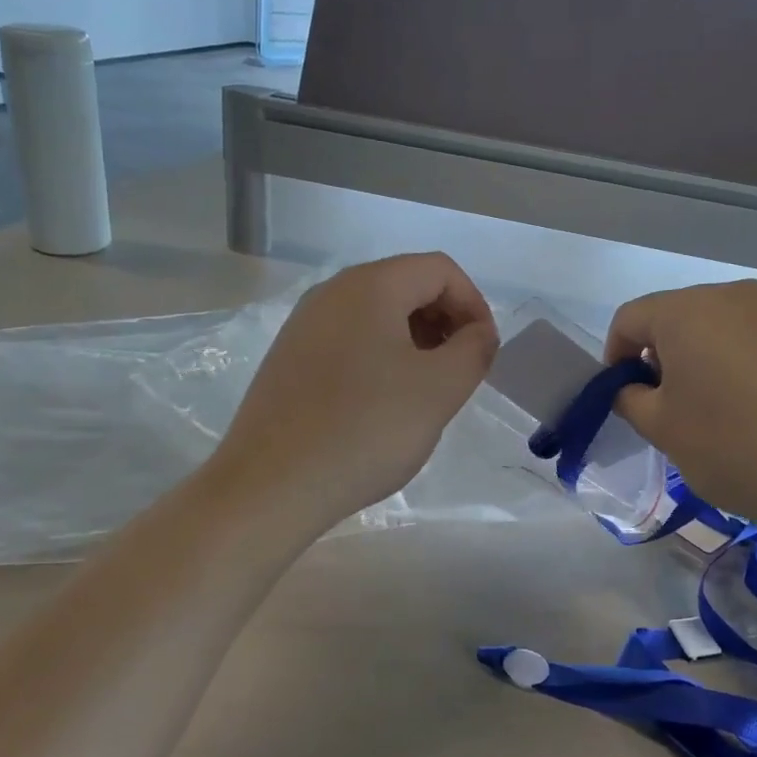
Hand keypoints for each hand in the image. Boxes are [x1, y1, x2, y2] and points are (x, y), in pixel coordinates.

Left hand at [214, 254, 498, 533]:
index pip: (440, 270)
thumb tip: (478, 333)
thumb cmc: (366, 429)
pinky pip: (349, 340)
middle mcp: (332, 292)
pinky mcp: (288, 358)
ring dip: (415, 341)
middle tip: (459, 371)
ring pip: (377, 314)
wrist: (271, 486)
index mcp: (370, 286)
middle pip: (407, 286)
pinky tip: (382, 403)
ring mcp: (303, 324)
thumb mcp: (440, 389)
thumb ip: (474, 349)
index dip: (474, 305)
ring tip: (425, 391)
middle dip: (445, 321)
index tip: (484, 352)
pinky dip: (380, 357)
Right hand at [603, 280, 756, 535]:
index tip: (627, 392)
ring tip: (734, 405)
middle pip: (686, 315)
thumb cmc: (735, 450)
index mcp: (688, 313)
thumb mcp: (662, 432)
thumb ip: (629, 399)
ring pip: (735, 324)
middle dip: (671, 352)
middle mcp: (738, 296)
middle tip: (678, 402)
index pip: (632, 318)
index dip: (618, 354)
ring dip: (720, 354)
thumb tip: (632, 387)